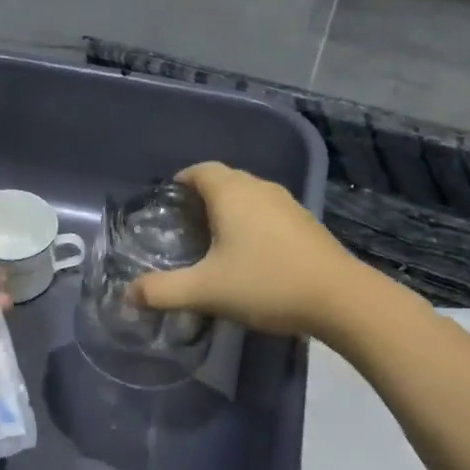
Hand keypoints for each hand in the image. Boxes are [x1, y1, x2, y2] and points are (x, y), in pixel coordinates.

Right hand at [129, 162, 353, 336]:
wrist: (341, 299)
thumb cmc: (266, 284)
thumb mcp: (205, 291)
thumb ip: (162, 291)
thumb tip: (127, 295)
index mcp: (232, 193)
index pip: (200, 170)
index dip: (181, 180)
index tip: (167, 201)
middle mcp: (260, 189)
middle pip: (224, 180)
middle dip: (201, 197)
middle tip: (183, 226)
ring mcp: (288, 204)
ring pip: (248, 196)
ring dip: (228, 210)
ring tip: (212, 240)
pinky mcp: (306, 224)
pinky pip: (268, 212)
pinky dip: (251, 223)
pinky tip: (249, 254)